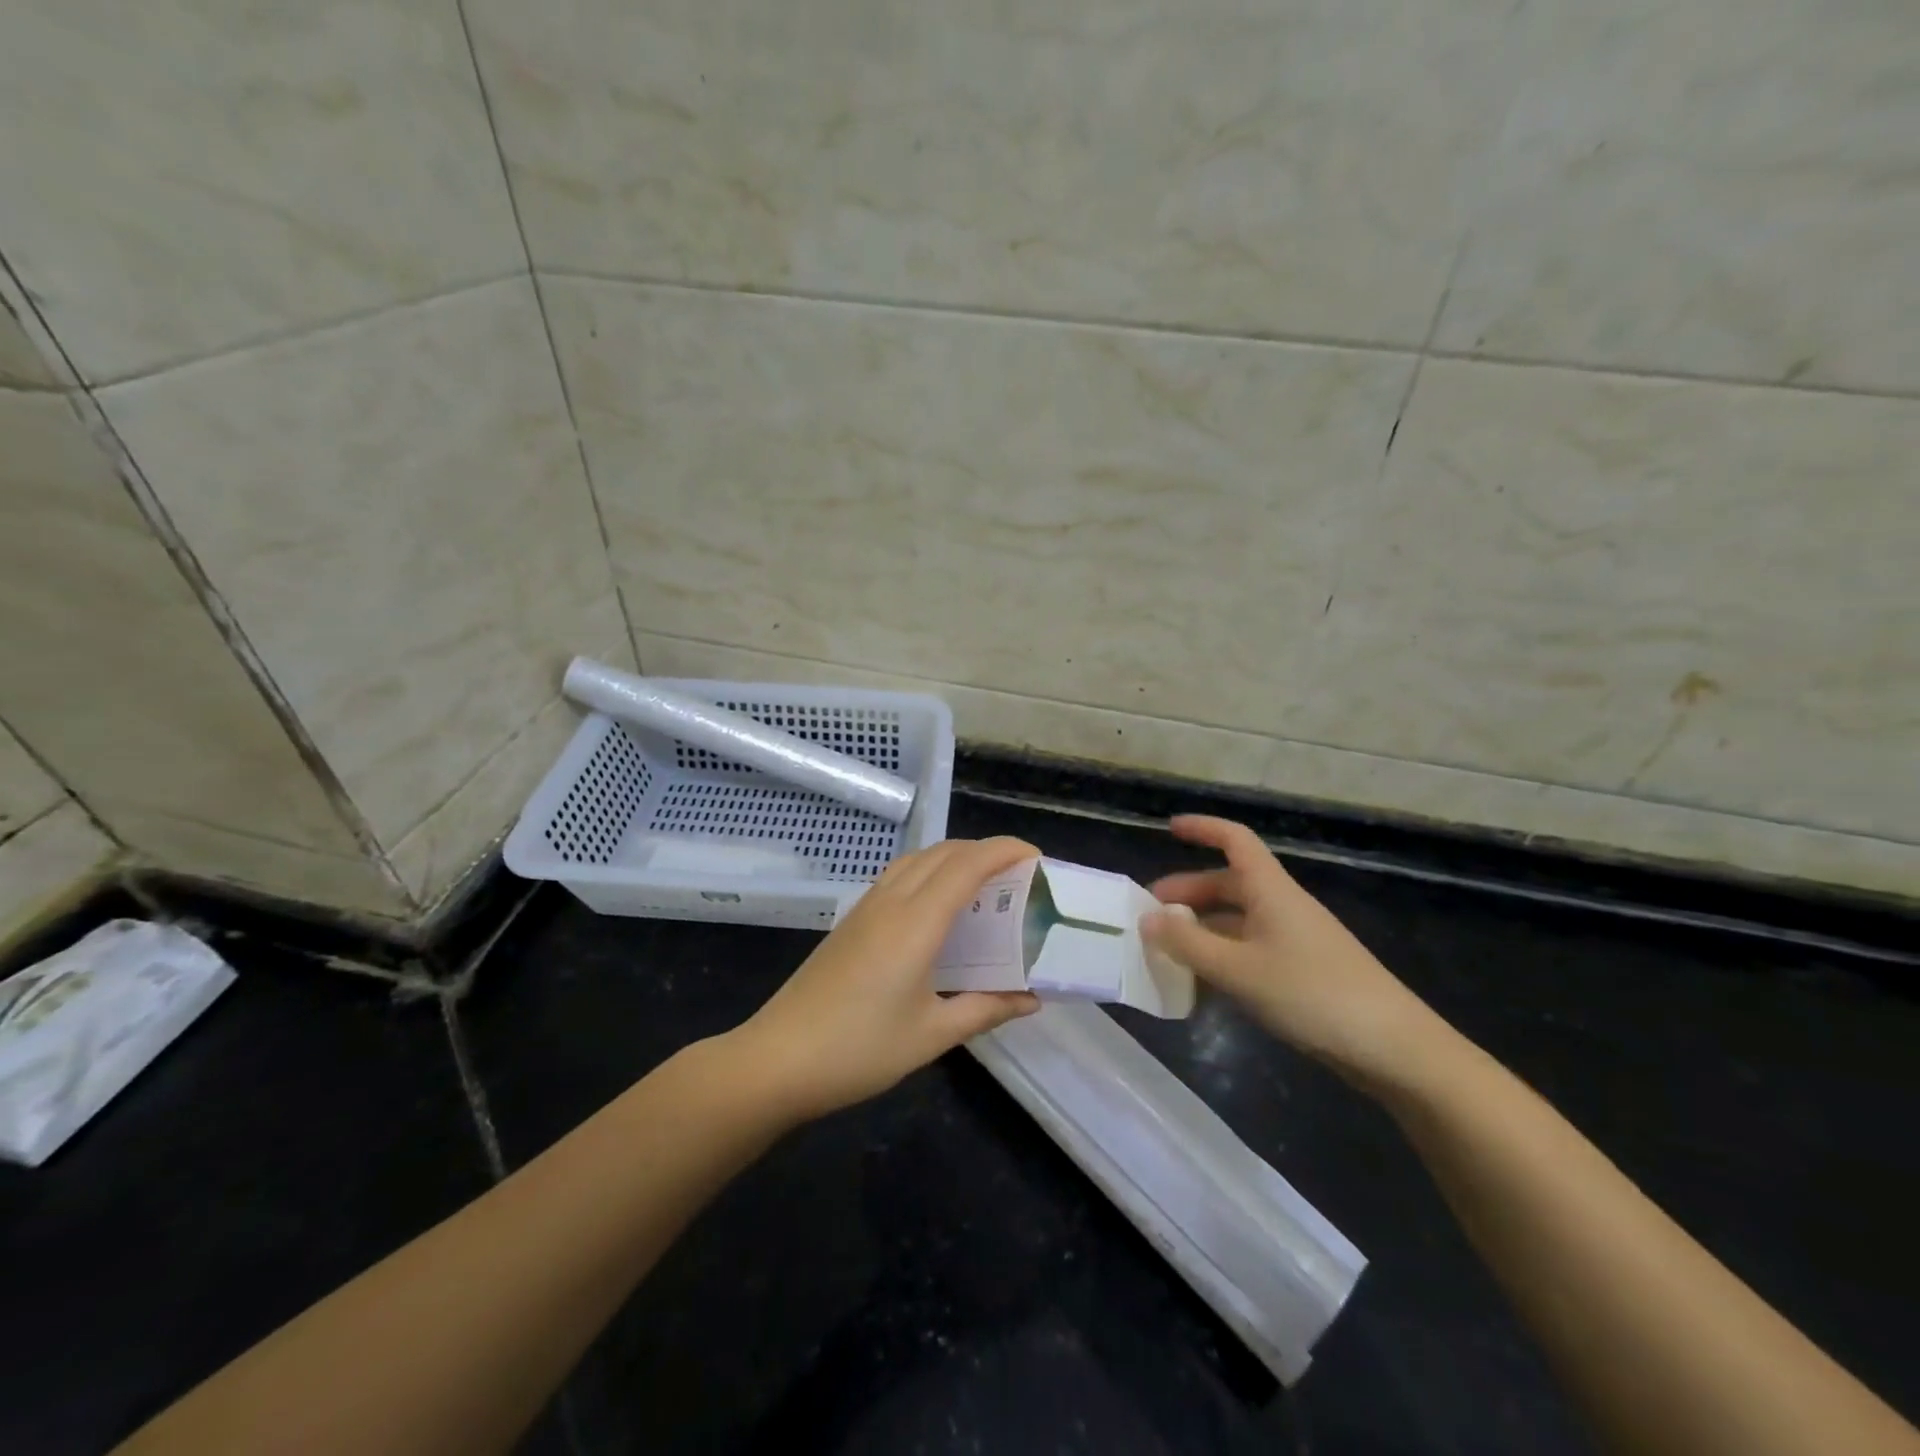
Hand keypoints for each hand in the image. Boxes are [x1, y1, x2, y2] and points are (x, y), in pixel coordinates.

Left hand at [733, 837, 1041, 1120]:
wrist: (777, 1059)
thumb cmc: (859, 1049)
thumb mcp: (932, 1034)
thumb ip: (985, 1008)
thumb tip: (1031, 999)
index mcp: (916, 922)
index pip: (967, 866)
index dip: (1004, 851)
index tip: (1036, 856)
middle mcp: (891, 901)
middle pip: (943, 853)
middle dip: (984, 851)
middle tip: (1018, 875)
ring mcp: (866, 907)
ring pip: (917, 860)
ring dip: (953, 858)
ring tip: (983, 886)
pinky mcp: (851, 920)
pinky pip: (898, 876)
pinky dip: (929, 872)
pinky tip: (937, 907)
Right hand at [1140, 815, 1445, 1089]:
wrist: (1394, 1049)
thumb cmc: (1312, 994)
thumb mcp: (1238, 970)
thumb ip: (1188, 944)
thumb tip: (1148, 918)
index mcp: (1271, 891)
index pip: (1235, 840)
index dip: (1203, 828)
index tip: (1168, 829)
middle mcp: (1282, 906)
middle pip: (1228, 884)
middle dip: (1188, 893)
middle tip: (1150, 914)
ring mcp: (1294, 940)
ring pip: (1237, 921)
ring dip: (1201, 929)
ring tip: (1167, 951)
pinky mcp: (1302, 972)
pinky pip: (1250, 951)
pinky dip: (1221, 957)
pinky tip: (1203, 984)